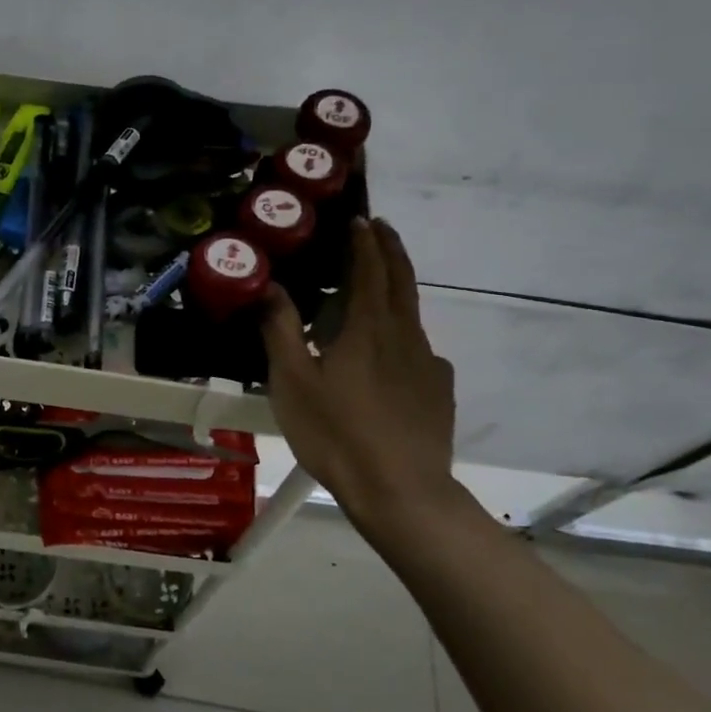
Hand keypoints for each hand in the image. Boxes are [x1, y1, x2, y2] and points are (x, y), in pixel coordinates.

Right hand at [262, 217, 458, 521]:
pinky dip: (404, 336)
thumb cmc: (337, 433)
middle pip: (402, 280)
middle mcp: (405, 336)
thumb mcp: (292, 382)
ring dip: (397, 290)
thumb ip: (281, 329)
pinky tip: (391, 358)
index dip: (366, 241)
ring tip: (377, 290)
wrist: (401, 492)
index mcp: (369, 327)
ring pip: (412, 315)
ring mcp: (428, 365)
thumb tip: (271, 286)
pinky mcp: (439, 392)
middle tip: (380, 228)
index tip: (361, 219)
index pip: (371, 269)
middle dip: (391, 249)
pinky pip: (420, 351)